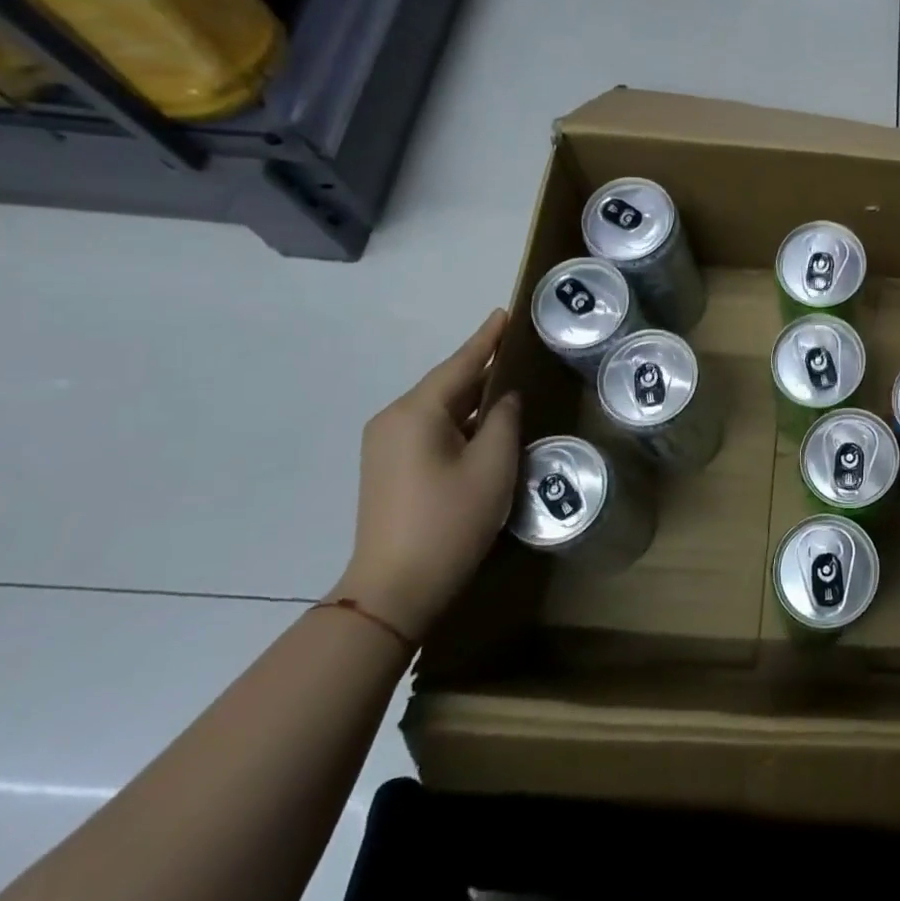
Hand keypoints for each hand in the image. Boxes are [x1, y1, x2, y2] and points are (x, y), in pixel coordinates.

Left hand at [334, 311, 521, 642]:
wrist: (395, 588)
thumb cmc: (450, 520)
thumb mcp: (492, 465)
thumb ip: (503, 420)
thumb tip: (505, 398)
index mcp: (416, 412)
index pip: (460, 364)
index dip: (486, 339)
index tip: (504, 313)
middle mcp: (393, 419)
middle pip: (445, 383)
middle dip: (480, 366)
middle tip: (514, 346)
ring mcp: (385, 445)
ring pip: (437, 407)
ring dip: (470, 396)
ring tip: (505, 380)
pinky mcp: (387, 467)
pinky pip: (428, 427)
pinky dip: (457, 419)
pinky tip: (481, 420)